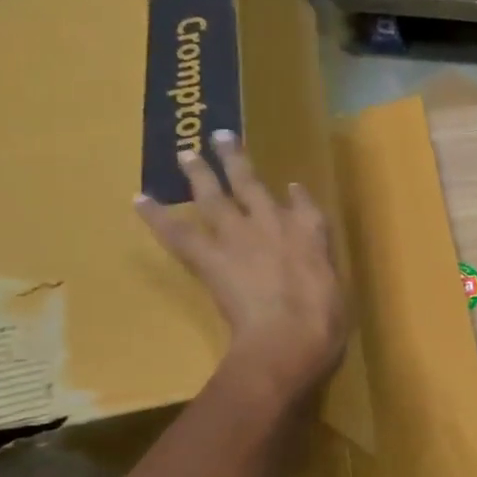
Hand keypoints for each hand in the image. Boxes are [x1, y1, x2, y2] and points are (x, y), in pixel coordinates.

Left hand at [136, 132, 347, 398]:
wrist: (287, 337)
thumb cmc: (323, 324)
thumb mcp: (336, 294)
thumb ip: (322, 276)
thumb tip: (315, 278)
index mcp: (311, 236)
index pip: (304, 207)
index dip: (297, 197)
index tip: (292, 187)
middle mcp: (273, 224)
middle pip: (251, 185)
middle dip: (236, 162)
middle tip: (222, 138)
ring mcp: (238, 238)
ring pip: (214, 197)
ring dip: (198, 173)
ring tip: (186, 154)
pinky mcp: (209, 258)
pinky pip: (178, 233)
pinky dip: (157, 217)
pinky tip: (140, 200)